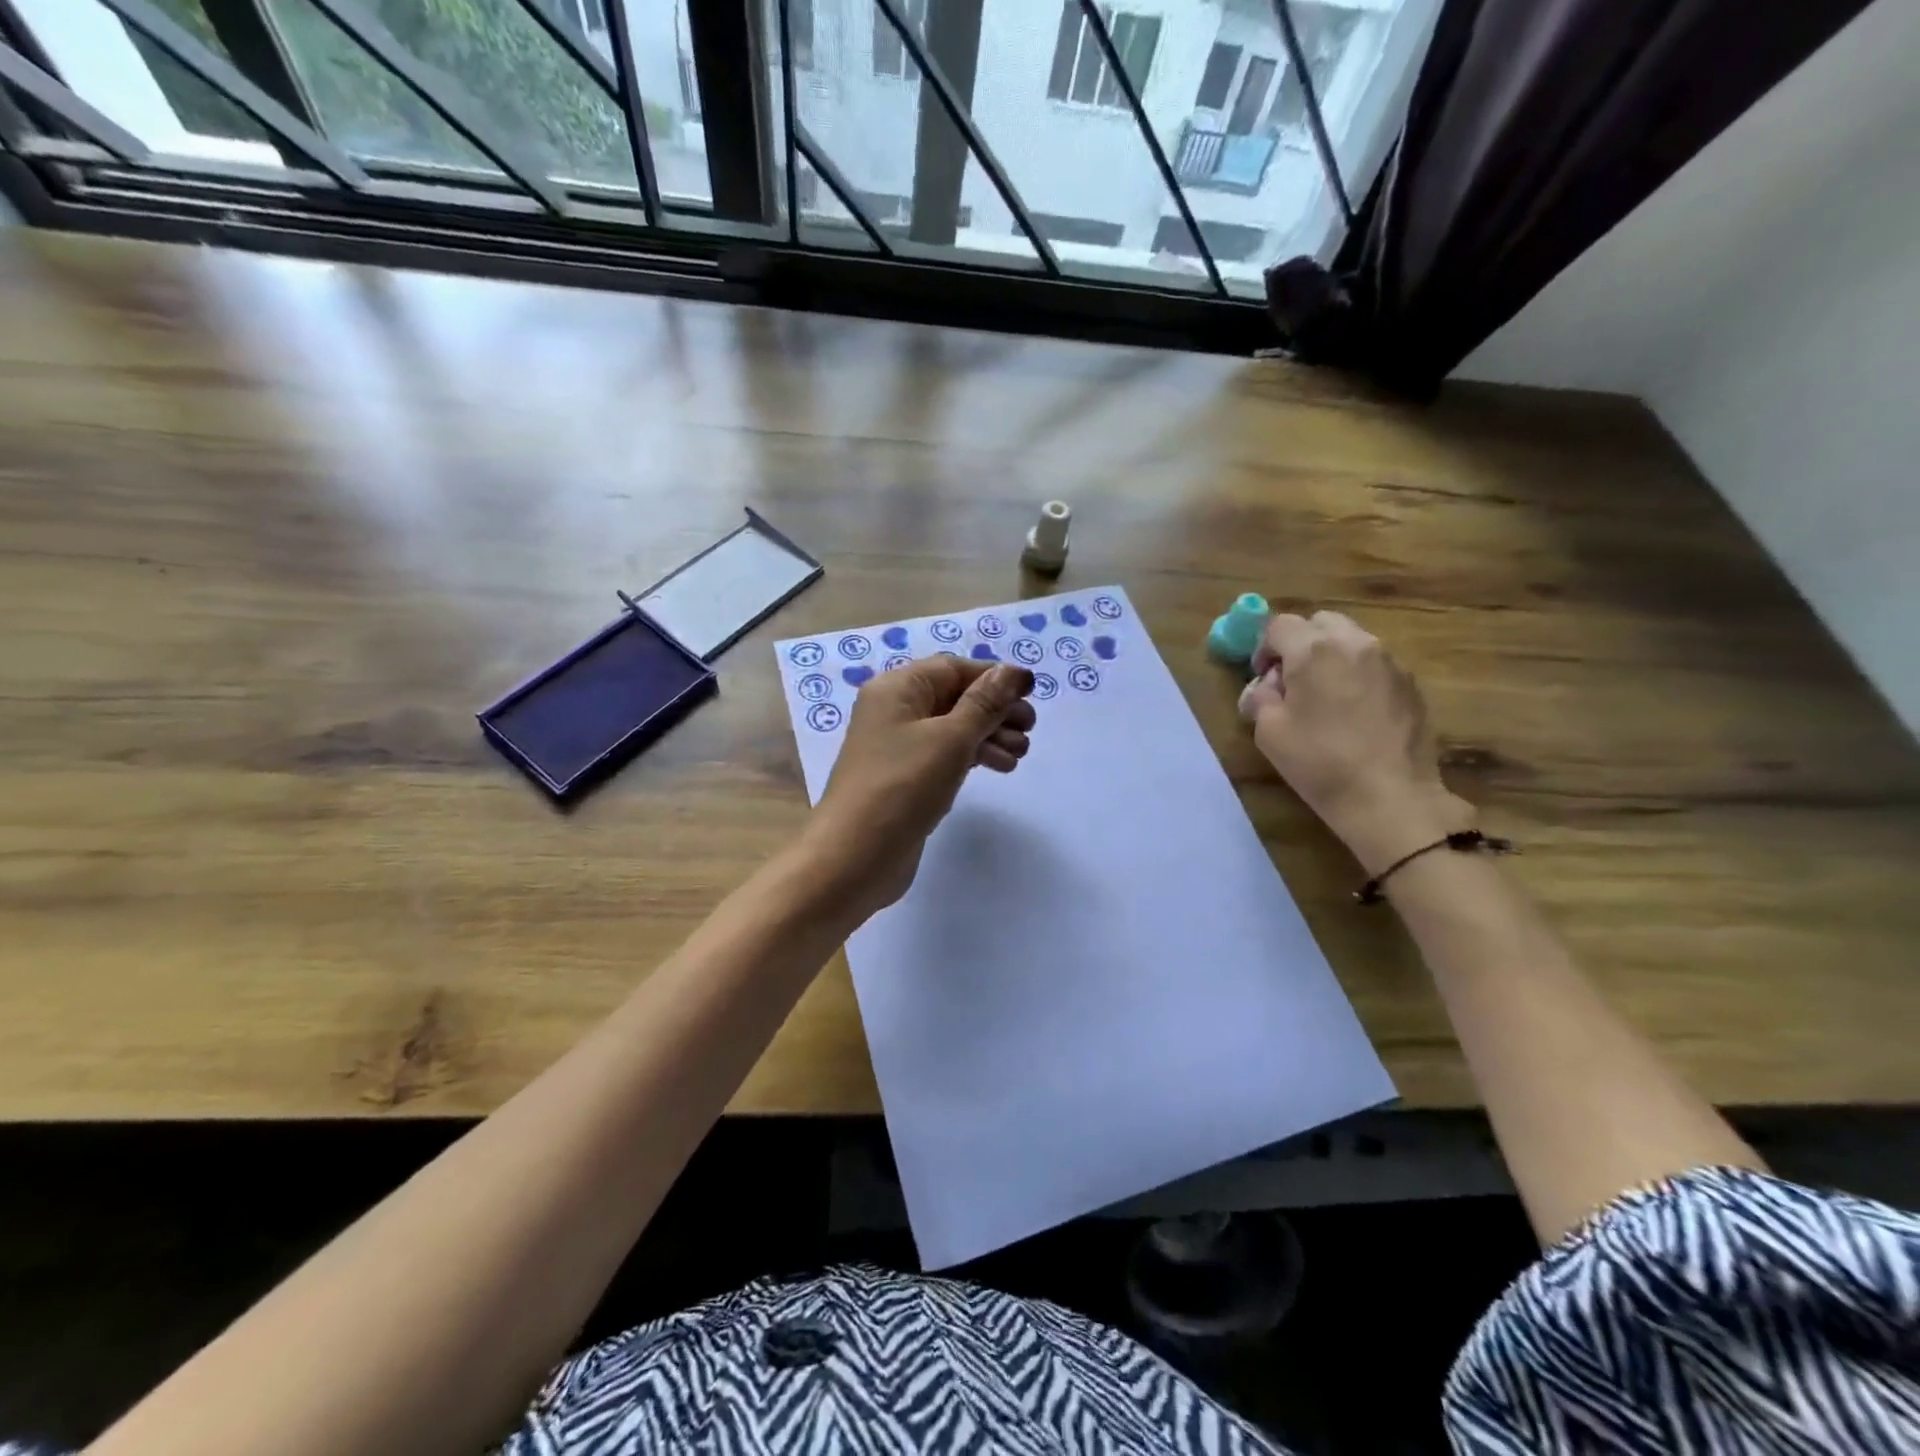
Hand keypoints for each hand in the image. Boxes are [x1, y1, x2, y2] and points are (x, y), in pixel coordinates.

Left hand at [804, 656, 1036, 917]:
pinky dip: (973, 757)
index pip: (953, 668)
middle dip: (995, 709)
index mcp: (897, 689)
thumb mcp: (951, 738)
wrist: (855, 856)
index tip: (1032, 694)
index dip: (993, 677)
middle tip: (1030, 729)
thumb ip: (985, 703)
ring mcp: (897, 747)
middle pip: (955, 697)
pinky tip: (999, 768)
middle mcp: (894, 711)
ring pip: (953, 728)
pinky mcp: (905, 778)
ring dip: (990, 735)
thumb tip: (1013, 671)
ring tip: (1021, 754)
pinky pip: (944, 755)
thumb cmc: (903, 786)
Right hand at [1238, 610, 1471, 871]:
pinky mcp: (1411, 684)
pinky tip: (1354, 714)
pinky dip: (1358, 675)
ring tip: (1326, 698)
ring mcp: (1389, 662)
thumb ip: (1260, 697)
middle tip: (1293, 682)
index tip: (1263, 679)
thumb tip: (1266, 687)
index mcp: (1314, 650)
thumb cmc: (1319, 762)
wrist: (1390, 797)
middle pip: (1320, 622)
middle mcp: (1355, 644)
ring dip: (1331, 658)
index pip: (1279, 625)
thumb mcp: (1268, 732)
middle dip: (1300, 644)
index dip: (1264, 648)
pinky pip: (1375, 664)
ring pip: (1352, 640)